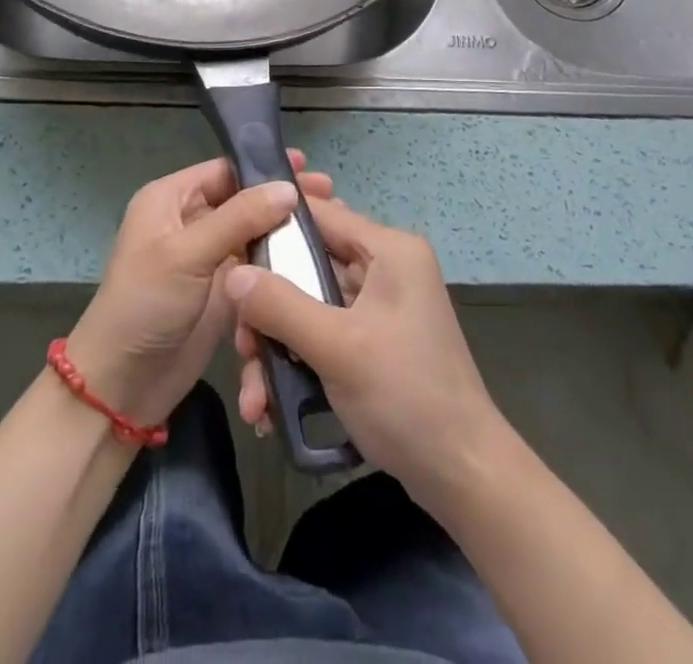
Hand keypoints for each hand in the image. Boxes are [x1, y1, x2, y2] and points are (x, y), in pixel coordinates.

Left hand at [65, 152, 333, 428]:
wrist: (122, 386)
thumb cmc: (145, 306)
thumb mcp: (187, 253)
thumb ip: (239, 218)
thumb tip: (287, 188)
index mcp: (170, 200)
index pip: (225, 170)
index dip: (264, 167)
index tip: (308, 167)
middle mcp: (189, 221)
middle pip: (244, 200)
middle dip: (282, 198)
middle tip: (329, 195)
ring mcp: (207, 258)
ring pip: (254, 234)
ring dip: (286, 230)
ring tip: (329, 225)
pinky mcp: (222, 291)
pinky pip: (256, 267)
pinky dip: (280, 262)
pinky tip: (312, 259)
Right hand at [227, 198, 508, 501]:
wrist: (463, 476)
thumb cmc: (406, 397)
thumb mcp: (338, 348)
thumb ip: (281, 305)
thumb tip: (233, 274)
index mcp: (389, 250)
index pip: (319, 215)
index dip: (271, 229)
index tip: (229, 256)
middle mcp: (385, 268)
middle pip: (307, 266)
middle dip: (268, 309)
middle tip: (242, 348)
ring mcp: (379, 307)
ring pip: (309, 307)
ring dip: (277, 348)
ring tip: (254, 399)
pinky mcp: (373, 342)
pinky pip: (322, 335)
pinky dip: (297, 364)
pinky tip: (271, 409)